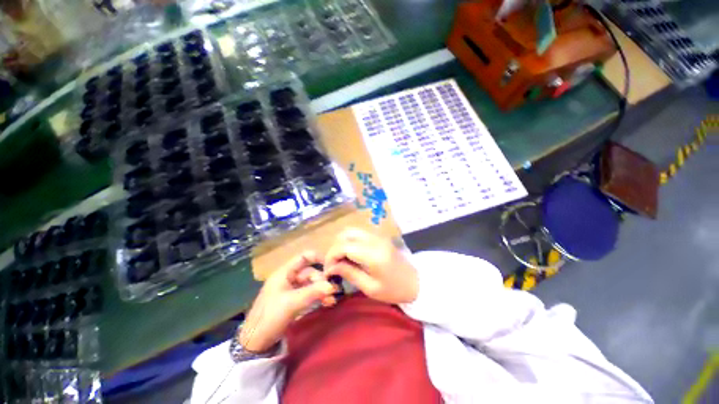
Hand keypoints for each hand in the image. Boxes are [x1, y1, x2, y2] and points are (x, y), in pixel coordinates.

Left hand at [239, 252, 335, 352]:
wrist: (254, 344)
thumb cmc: (270, 317)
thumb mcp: (291, 303)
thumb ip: (313, 292)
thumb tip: (332, 285)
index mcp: (285, 273)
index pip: (304, 257)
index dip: (318, 257)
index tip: (332, 265)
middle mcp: (289, 278)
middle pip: (310, 272)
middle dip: (322, 280)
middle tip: (333, 290)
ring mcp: (292, 290)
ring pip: (311, 284)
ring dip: (322, 290)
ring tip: (333, 298)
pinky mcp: (294, 302)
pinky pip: (310, 295)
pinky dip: (319, 297)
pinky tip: (328, 303)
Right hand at [325, 228, 418, 303]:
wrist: (416, 282)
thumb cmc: (394, 290)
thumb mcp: (370, 288)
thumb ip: (349, 274)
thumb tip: (331, 268)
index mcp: (373, 254)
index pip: (343, 246)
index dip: (331, 256)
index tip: (328, 270)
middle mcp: (374, 240)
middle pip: (345, 234)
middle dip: (335, 248)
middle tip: (334, 264)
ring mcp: (378, 236)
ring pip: (351, 230)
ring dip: (342, 242)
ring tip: (341, 259)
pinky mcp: (379, 236)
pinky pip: (359, 233)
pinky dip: (350, 241)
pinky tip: (351, 254)